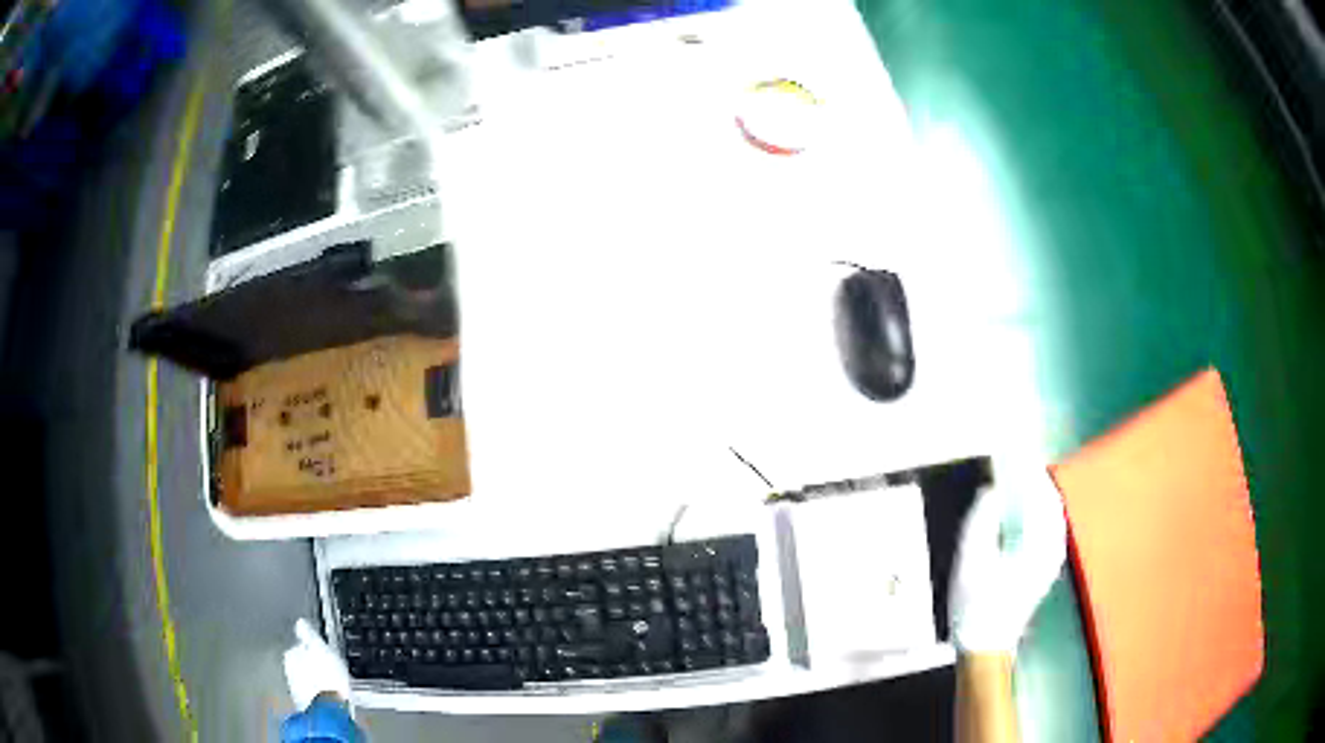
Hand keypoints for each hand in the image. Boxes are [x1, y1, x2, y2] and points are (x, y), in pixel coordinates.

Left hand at [283, 619, 351, 711]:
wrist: (329, 710)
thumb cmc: (327, 677)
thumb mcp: (320, 648)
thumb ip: (308, 634)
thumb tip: (300, 622)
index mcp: (290, 654)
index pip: (299, 645)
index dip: (312, 648)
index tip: (322, 651)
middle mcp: (288, 670)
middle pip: (300, 663)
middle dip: (310, 664)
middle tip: (325, 667)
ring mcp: (296, 689)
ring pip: (304, 679)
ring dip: (313, 679)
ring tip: (328, 682)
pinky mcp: (305, 704)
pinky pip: (311, 693)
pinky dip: (317, 692)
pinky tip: (327, 695)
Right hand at [948, 466, 1066, 652]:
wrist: (986, 644)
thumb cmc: (976, 604)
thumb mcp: (970, 561)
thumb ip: (981, 521)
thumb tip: (991, 491)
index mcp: (1038, 543)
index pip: (1040, 492)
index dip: (1027, 467)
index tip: (1013, 448)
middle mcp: (1053, 546)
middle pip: (1049, 499)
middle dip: (1033, 477)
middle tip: (1012, 460)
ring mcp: (1052, 557)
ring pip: (1051, 513)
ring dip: (1036, 492)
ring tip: (1015, 478)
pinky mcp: (1046, 566)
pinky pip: (1048, 526)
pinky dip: (1037, 509)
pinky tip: (1021, 509)